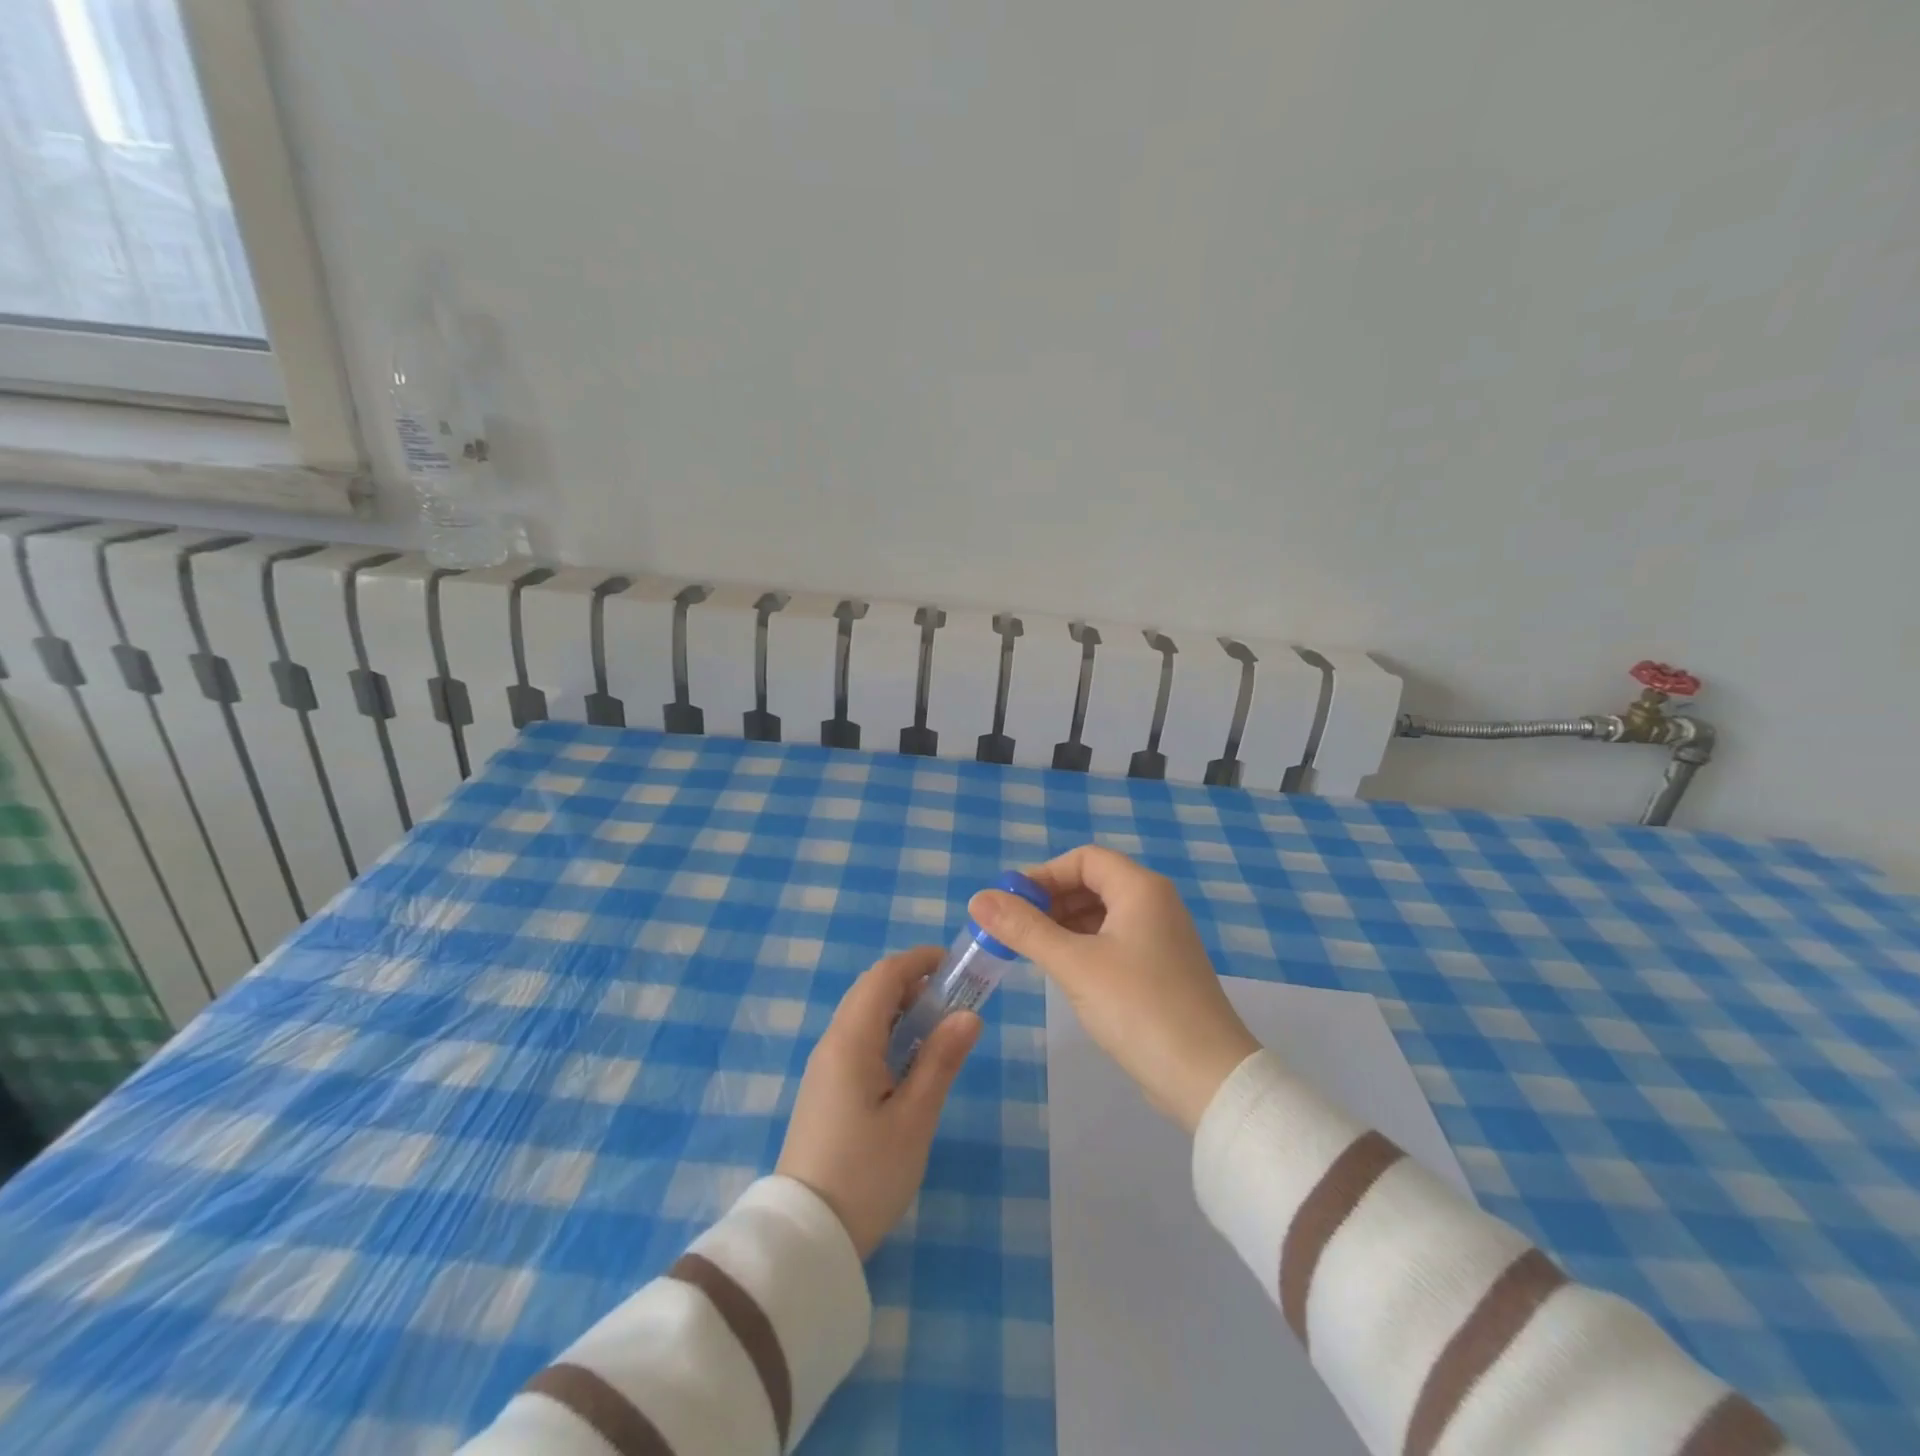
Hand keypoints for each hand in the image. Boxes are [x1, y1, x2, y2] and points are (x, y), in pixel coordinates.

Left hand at [776, 948, 981, 1257]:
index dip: (919, 961)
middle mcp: (832, 1043)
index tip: (956, 966)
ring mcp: (824, 1067)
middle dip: (913, 983)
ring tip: (939, 1030)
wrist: (805, 1237)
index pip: (884, 976)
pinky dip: (887, 1033)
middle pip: (871, 990)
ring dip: (901, 1009)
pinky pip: (857, 1041)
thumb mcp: (914, 1119)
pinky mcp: (824, 1090)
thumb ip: (941, 1060)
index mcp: (851, 1041)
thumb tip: (969, 1014)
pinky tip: (911, 1062)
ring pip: (863, 1016)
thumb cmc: (866, 1174)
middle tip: (954, 1000)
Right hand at [971, 845, 1258, 1132]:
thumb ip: (1025, 929)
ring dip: (1064, 926)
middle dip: (1051, 901)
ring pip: (1102, 915)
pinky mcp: (1161, 969)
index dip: (1044, 875)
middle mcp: (1155, 904)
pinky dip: (1084, 947)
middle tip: (1014, 930)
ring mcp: (1161, 938)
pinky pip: (1114, 942)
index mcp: (1140, 889)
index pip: (1084, 859)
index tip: (1010, 903)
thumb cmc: (1138, 1007)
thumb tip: (978, 898)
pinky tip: (1064, 971)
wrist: (1207, 1078)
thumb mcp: (1074, 964)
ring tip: (1031, 951)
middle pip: (1093, 883)